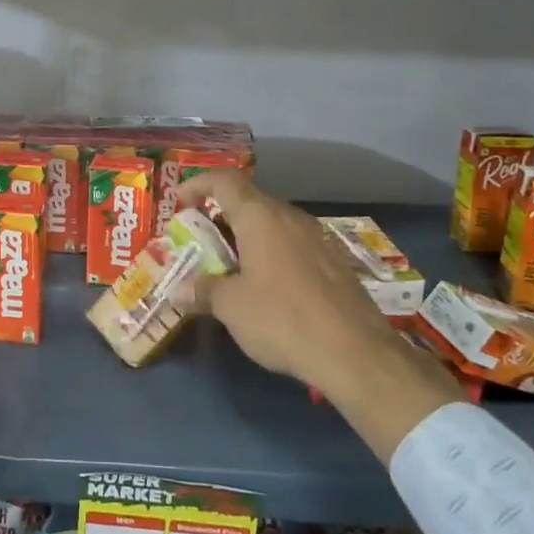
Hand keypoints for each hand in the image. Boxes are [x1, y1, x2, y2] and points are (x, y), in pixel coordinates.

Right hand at [179, 170, 462, 462]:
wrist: (355, 352)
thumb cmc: (282, 319)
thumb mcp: (231, 307)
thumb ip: (202, 291)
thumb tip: (178, 290)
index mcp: (260, 217)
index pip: (224, 181)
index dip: (197, 184)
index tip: (179, 204)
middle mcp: (290, 217)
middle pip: (249, 201)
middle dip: (219, 217)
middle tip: (200, 243)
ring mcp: (317, 238)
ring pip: (273, 224)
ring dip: (246, 237)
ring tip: (230, 267)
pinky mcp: (335, 261)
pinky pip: (293, 244)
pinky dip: (271, 253)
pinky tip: (267, 286)